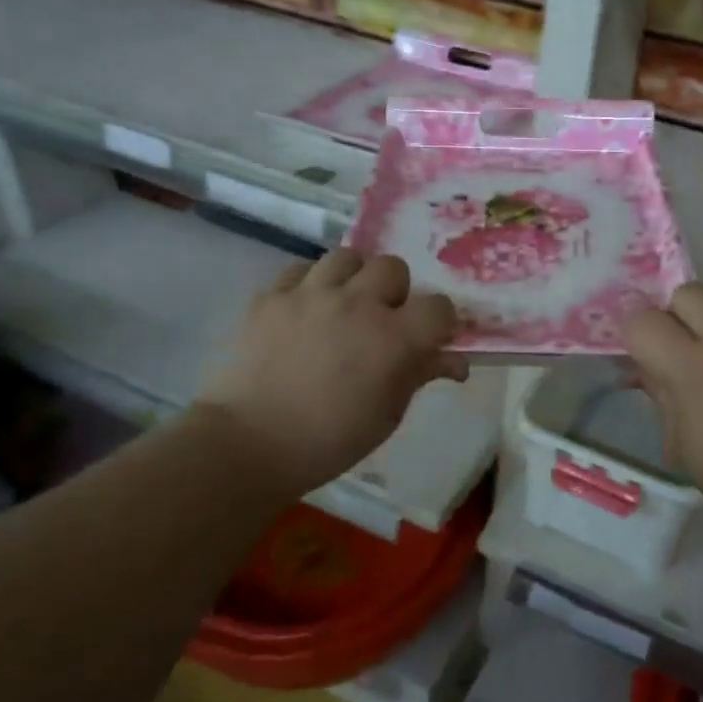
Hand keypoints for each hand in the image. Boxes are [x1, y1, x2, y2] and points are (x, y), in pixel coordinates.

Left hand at [202, 250, 467, 497]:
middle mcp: (356, 304)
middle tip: (381, 321)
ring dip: (354, 278)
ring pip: (347, 257)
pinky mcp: (271, 297)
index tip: (429, 338)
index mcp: (393, 338)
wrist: (248, 444)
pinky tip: (305, 310)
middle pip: (393, 268)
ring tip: (343, 305)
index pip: (438, 306)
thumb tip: (453, 362)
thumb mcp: (387, 415)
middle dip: (394, 292)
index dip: (439, 321)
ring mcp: (310, 295)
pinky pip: (300, 270)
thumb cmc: (329, 441)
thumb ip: (419, 376)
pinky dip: (309, 285)